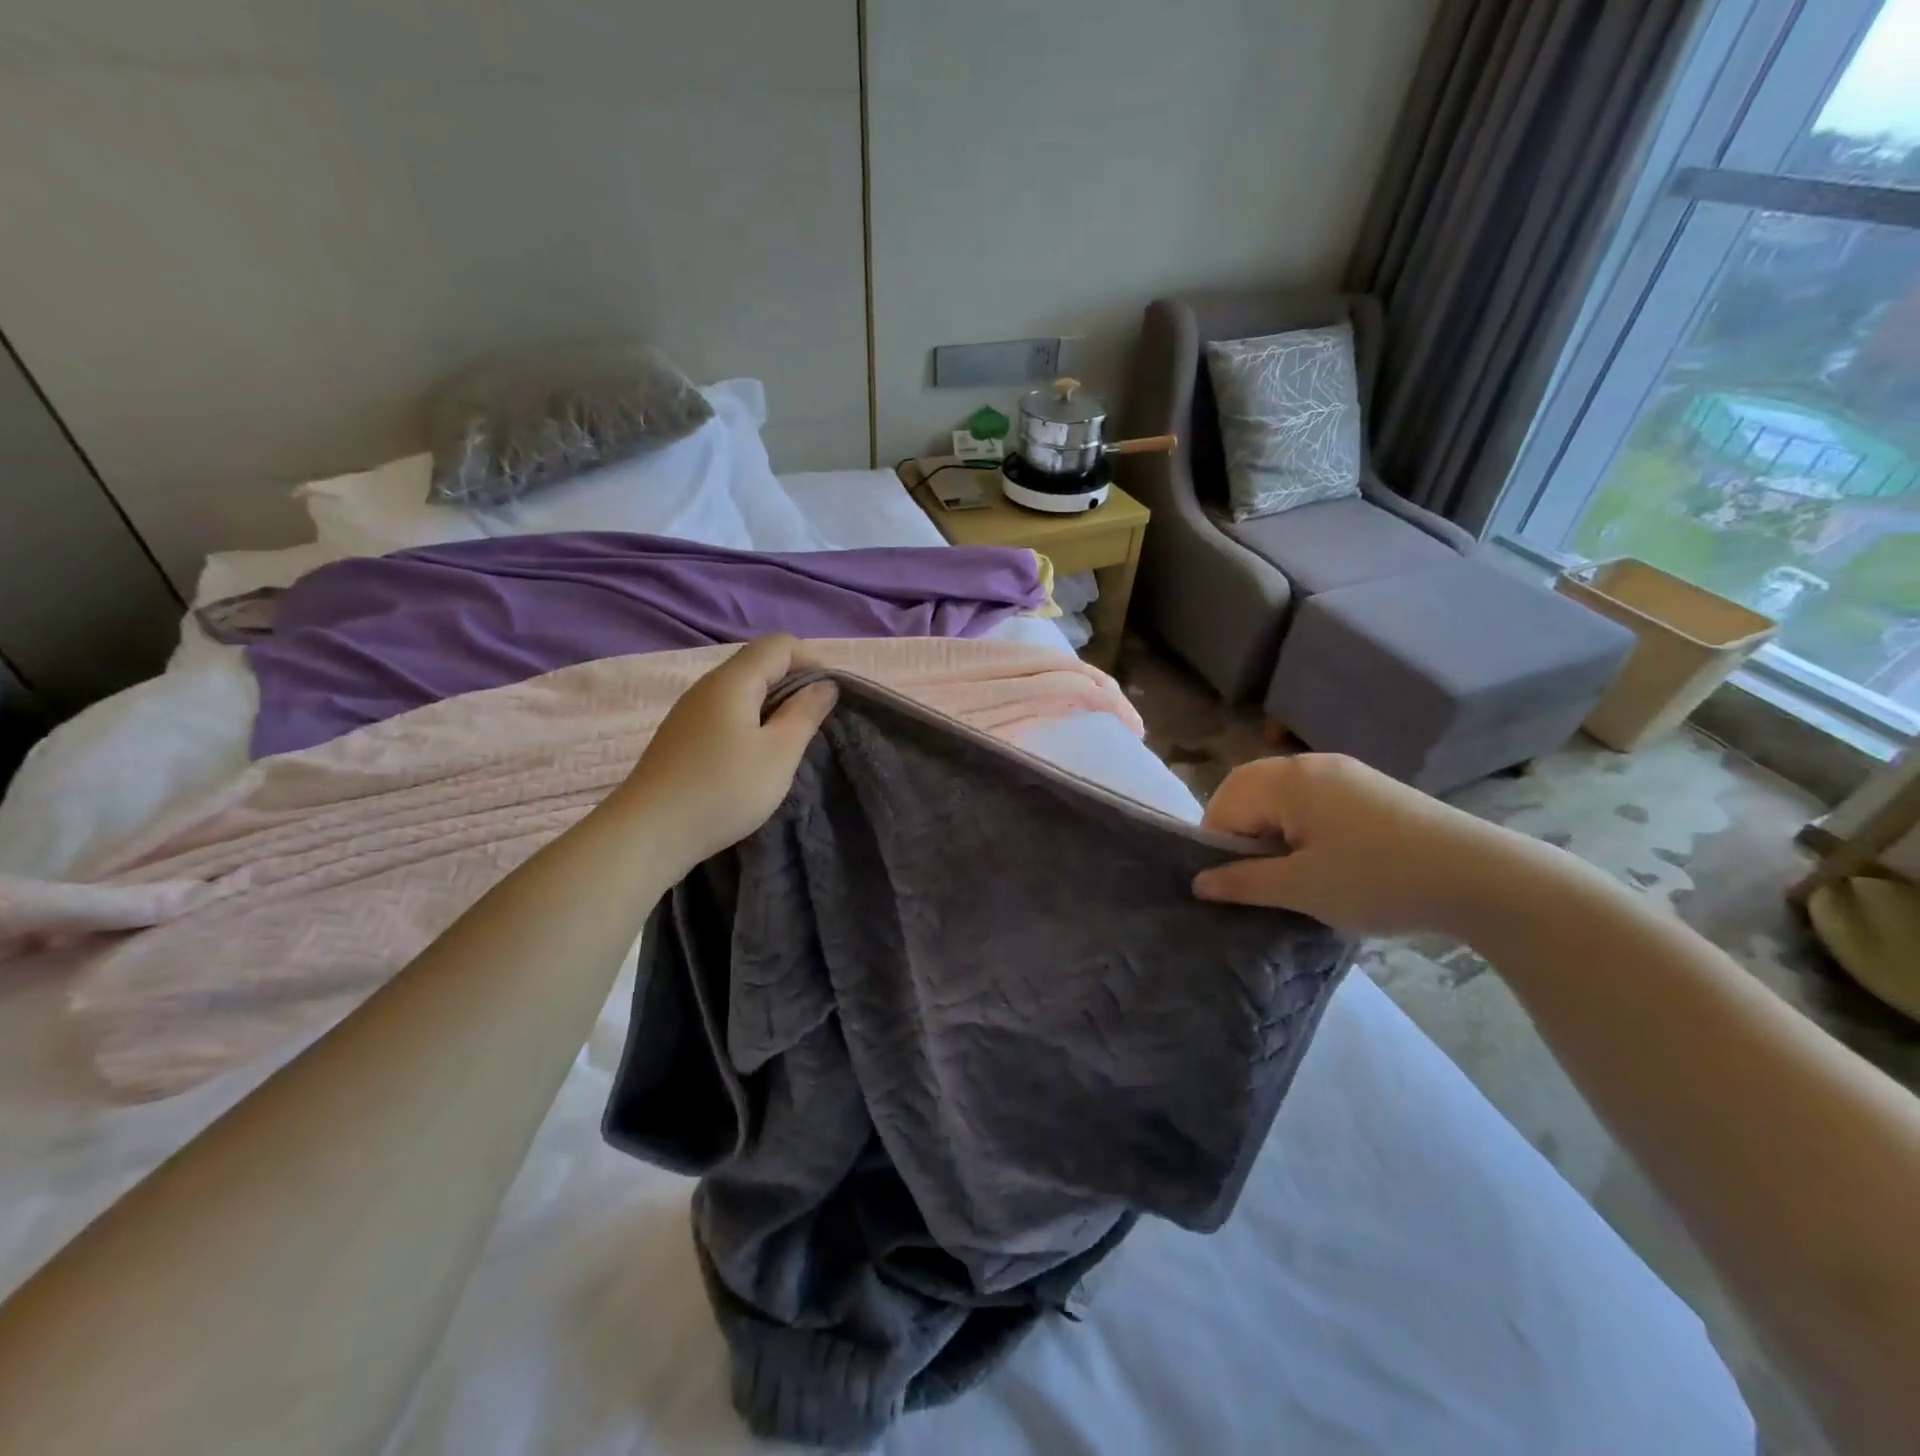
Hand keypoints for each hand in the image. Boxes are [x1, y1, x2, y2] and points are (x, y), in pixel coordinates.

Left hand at [608, 635, 836, 869]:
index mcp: (733, 681)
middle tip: (818, 718)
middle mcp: (708, 686)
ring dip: (774, 703)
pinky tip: (756, 754)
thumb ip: (805, 714)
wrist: (648, 833)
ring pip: (741, 689)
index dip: (813, 659)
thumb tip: (825, 685)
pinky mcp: (681, 735)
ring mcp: (690, 711)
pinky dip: (751, 719)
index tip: (833, 694)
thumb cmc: (723, 790)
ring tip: (792, 738)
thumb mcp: (779, 754)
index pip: (779, 645)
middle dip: (795, 681)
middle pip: (758, 663)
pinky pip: (725, 711)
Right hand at [1191, 753, 1520, 936]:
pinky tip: (1324, 858)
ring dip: (1270, 827)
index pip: (1224, 804)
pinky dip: (1301, 824)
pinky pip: (1313, 798)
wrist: (1484, 878)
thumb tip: (1198, 882)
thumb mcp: (1301, 889)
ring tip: (1287, 870)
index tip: (1228, 884)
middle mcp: (1310, 764)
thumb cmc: (1378, 880)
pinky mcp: (1371, 788)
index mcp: (1287, 780)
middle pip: (1249, 789)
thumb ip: (1243, 882)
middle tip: (1250, 875)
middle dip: (1239, 830)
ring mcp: (1345, 772)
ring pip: (1282, 794)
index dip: (1215, 844)